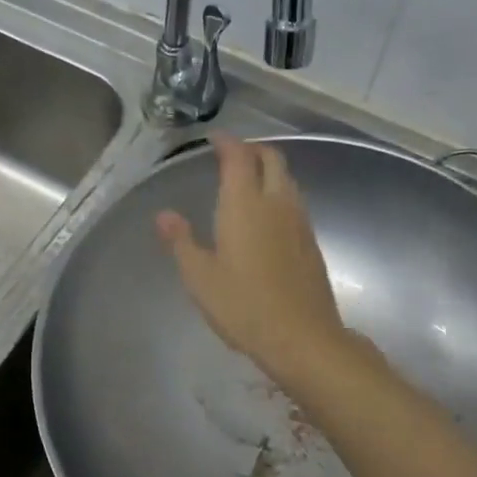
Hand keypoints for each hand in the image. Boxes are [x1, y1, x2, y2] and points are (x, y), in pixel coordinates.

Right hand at [156, 132, 350, 384]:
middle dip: (253, 150)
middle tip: (233, 156)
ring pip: (288, 180)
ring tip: (249, 182)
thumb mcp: (200, 277)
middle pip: (272, 159)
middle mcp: (277, 203)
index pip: (238, 157)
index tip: (214, 139)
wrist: (302, 337)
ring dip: (270, 171)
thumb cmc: (243, 306)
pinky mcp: (312, 242)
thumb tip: (164, 215)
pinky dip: (280, 195)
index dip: (227, 143)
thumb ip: (181, 241)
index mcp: (245, 204)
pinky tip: (268, 217)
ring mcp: (300, 222)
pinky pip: (295, 203)